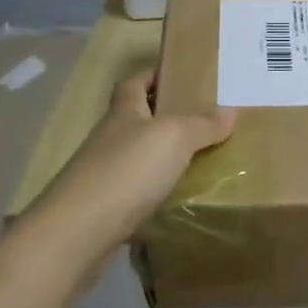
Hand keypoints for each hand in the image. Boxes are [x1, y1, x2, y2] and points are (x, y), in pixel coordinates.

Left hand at [36, 71, 235, 256]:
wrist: (78, 232)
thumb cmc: (127, 171)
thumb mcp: (174, 138)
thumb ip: (202, 125)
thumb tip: (229, 111)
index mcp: (123, 112)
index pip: (134, 82)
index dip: (153, 75)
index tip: (180, 75)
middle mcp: (110, 138)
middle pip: (137, 118)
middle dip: (165, 117)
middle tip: (203, 120)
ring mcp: (104, 174)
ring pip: (138, 156)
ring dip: (162, 156)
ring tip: (200, 159)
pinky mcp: (105, 207)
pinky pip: (137, 190)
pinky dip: (156, 190)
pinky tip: (179, 197)